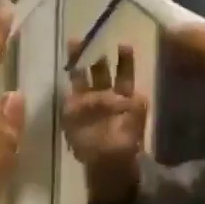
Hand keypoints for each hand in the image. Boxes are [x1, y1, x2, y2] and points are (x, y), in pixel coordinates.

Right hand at [61, 42, 148, 192]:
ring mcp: (86, 102)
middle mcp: (104, 95)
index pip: (123, 73)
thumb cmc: (126, 144)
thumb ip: (135, 109)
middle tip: (92, 37)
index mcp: (123, 95)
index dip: (124, 59)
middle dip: (95, 53)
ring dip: (78, 61)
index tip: (124, 45)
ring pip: (82, 77)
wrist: (109, 166)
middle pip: (99, 70)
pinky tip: (68, 74)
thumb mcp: (136, 123)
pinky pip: (71, 96)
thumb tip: (129, 97)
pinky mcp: (72, 112)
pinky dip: (70, 88)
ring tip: (74, 44)